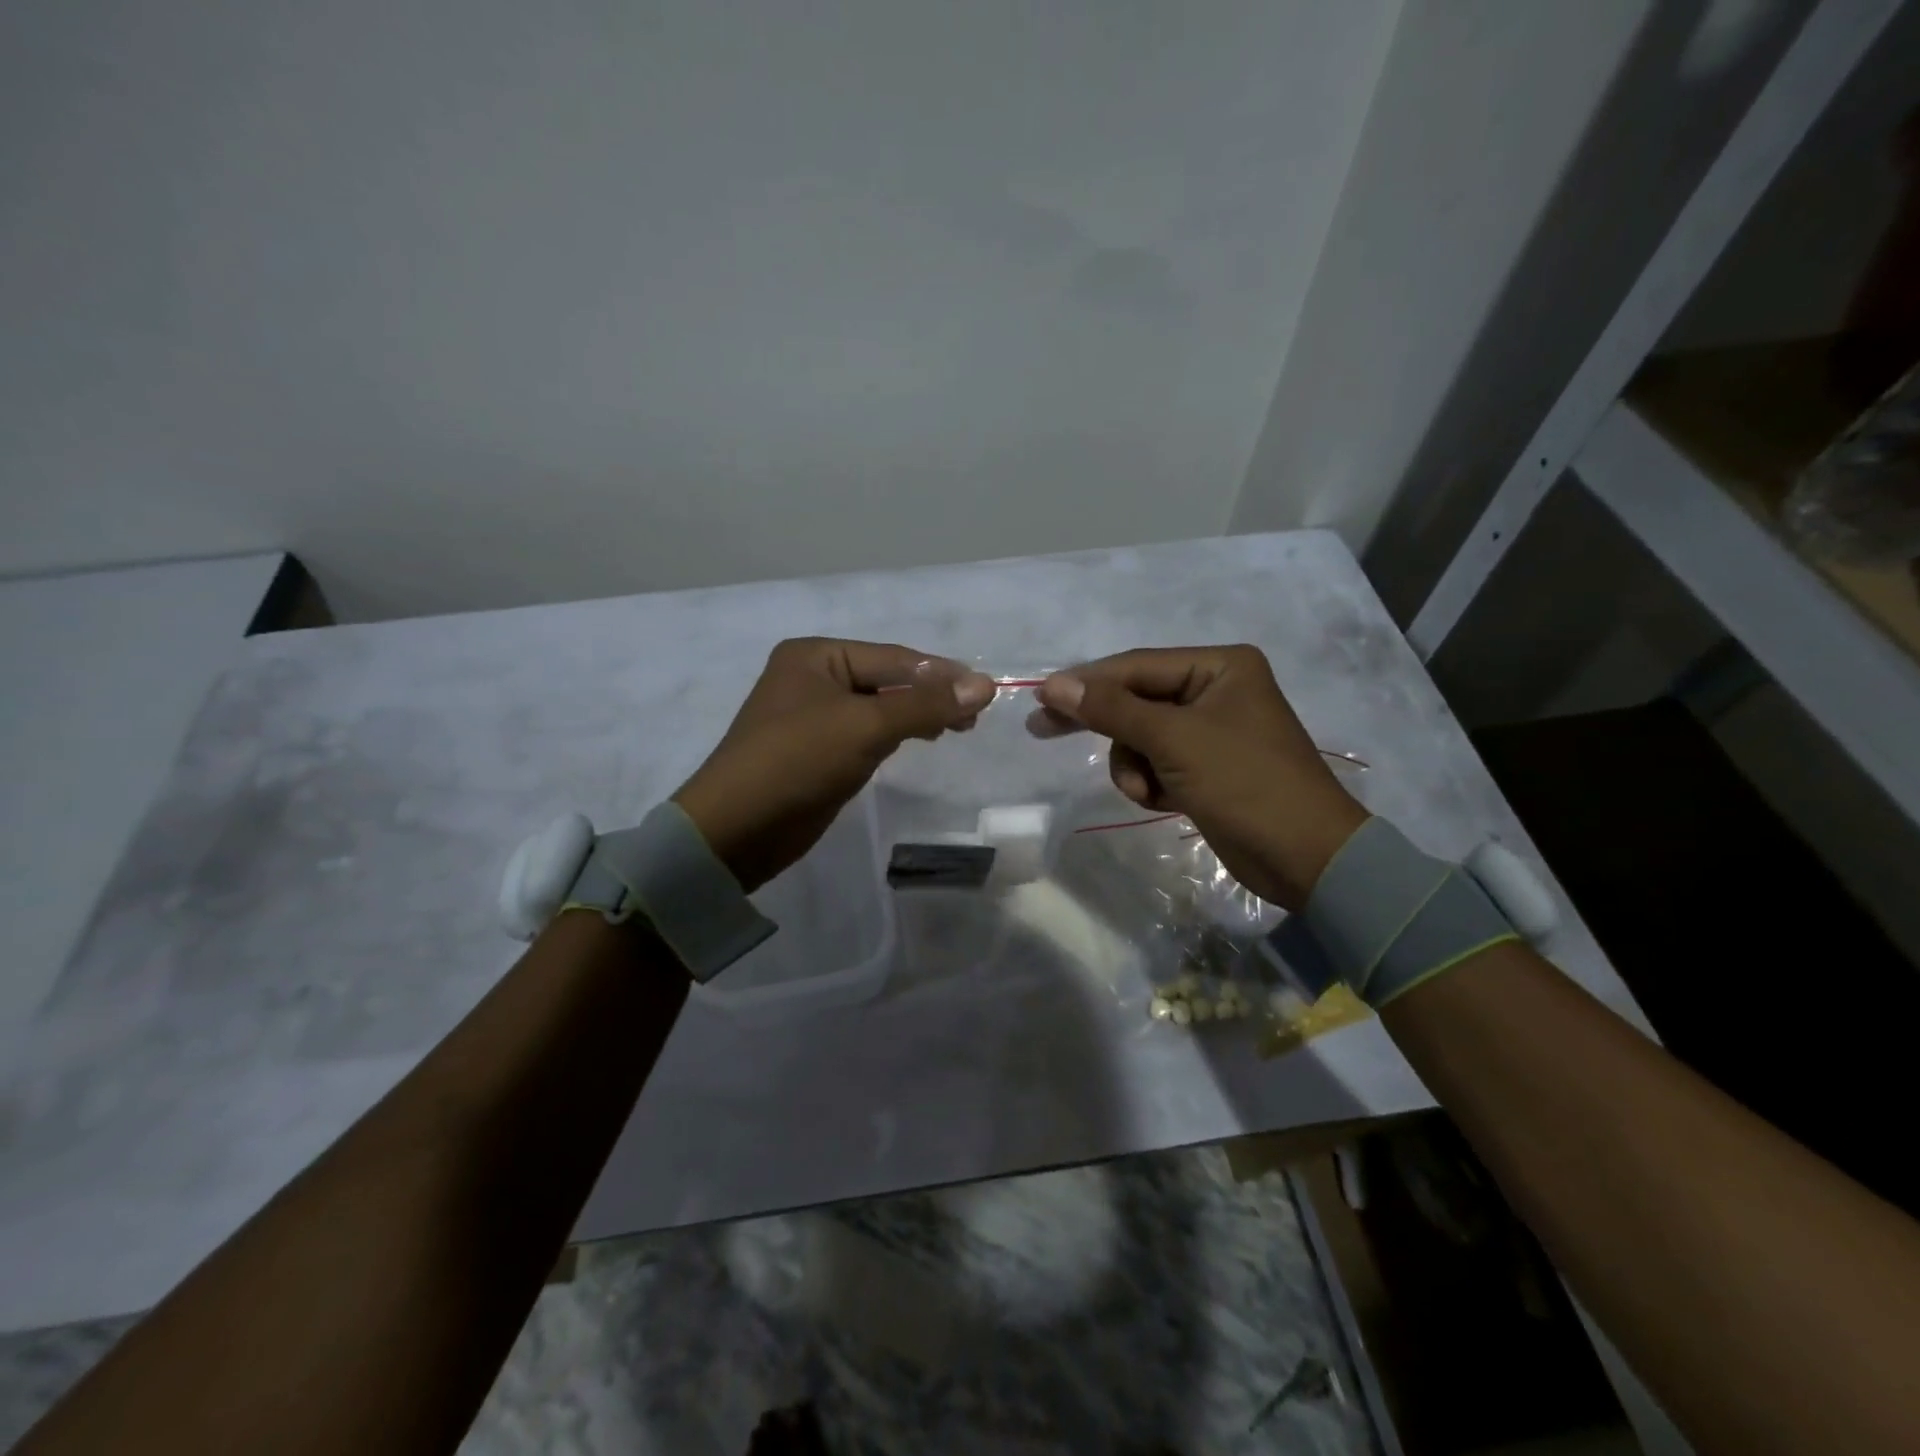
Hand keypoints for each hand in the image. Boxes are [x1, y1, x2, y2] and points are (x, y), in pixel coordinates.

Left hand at [674, 638, 994, 891]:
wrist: (737, 830)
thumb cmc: (797, 761)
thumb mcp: (865, 726)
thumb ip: (925, 704)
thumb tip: (986, 685)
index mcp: (816, 655)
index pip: (893, 658)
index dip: (941, 673)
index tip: (987, 690)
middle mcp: (814, 677)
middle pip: (888, 680)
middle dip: (931, 695)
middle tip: (975, 716)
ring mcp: (815, 716)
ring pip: (880, 708)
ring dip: (917, 715)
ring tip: (958, 727)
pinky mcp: (819, 751)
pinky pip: (867, 733)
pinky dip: (896, 734)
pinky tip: (923, 739)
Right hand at [1035, 645, 1367, 910]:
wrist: (1306, 858)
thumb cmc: (1245, 783)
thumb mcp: (1174, 740)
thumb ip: (1112, 709)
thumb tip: (1055, 684)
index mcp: (1219, 667)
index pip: (1136, 666)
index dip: (1086, 682)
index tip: (1040, 699)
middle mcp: (1215, 690)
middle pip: (1136, 699)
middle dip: (1103, 724)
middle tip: (1043, 730)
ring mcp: (1210, 730)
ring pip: (1140, 736)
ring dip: (1133, 765)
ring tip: (1148, 791)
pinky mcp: (1206, 767)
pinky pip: (1156, 762)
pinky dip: (1151, 782)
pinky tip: (1164, 801)